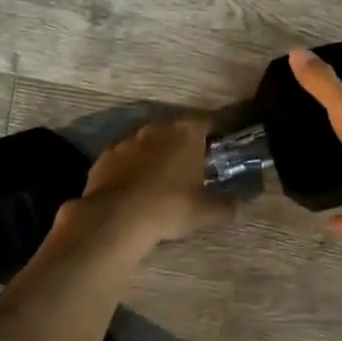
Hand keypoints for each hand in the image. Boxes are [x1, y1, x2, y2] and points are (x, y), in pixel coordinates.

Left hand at [64, 116, 234, 253]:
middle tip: (192, 169)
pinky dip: (132, 170)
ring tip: (161, 182)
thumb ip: (226, 206)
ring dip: (156, 157)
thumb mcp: (206, 212)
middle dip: (184, 146)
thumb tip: (237, 207)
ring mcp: (127, 141)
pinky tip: (134, 191)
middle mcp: (156, 128)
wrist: (116, 218)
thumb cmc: (170, 206)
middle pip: (176, 131)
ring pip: (148, 144)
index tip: (220, 150)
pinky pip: (125, 159)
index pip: (208, 122)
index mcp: (186, 133)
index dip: (216, 135)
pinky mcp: (104, 157)